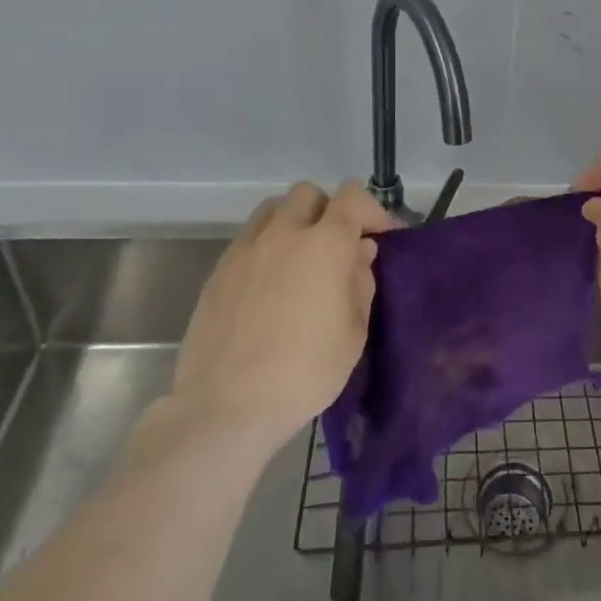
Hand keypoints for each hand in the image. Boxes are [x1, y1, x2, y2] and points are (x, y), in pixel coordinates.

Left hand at [172, 180, 394, 451]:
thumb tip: (358, 254)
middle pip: (309, 194)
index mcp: (324, 244)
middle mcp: (283, 234)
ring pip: (273, 209)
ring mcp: (245, 250)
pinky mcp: (218, 271)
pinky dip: (267, 246)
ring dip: (294, 222)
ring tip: (302, 258)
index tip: (383, 237)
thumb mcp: (353, 333)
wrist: (226, 406)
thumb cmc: (304, 372)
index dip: (373, 211)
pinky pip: (249, 239)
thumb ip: (360, 283)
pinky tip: (271, 284)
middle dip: (330, 210)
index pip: (353, 197)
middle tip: (339, 246)